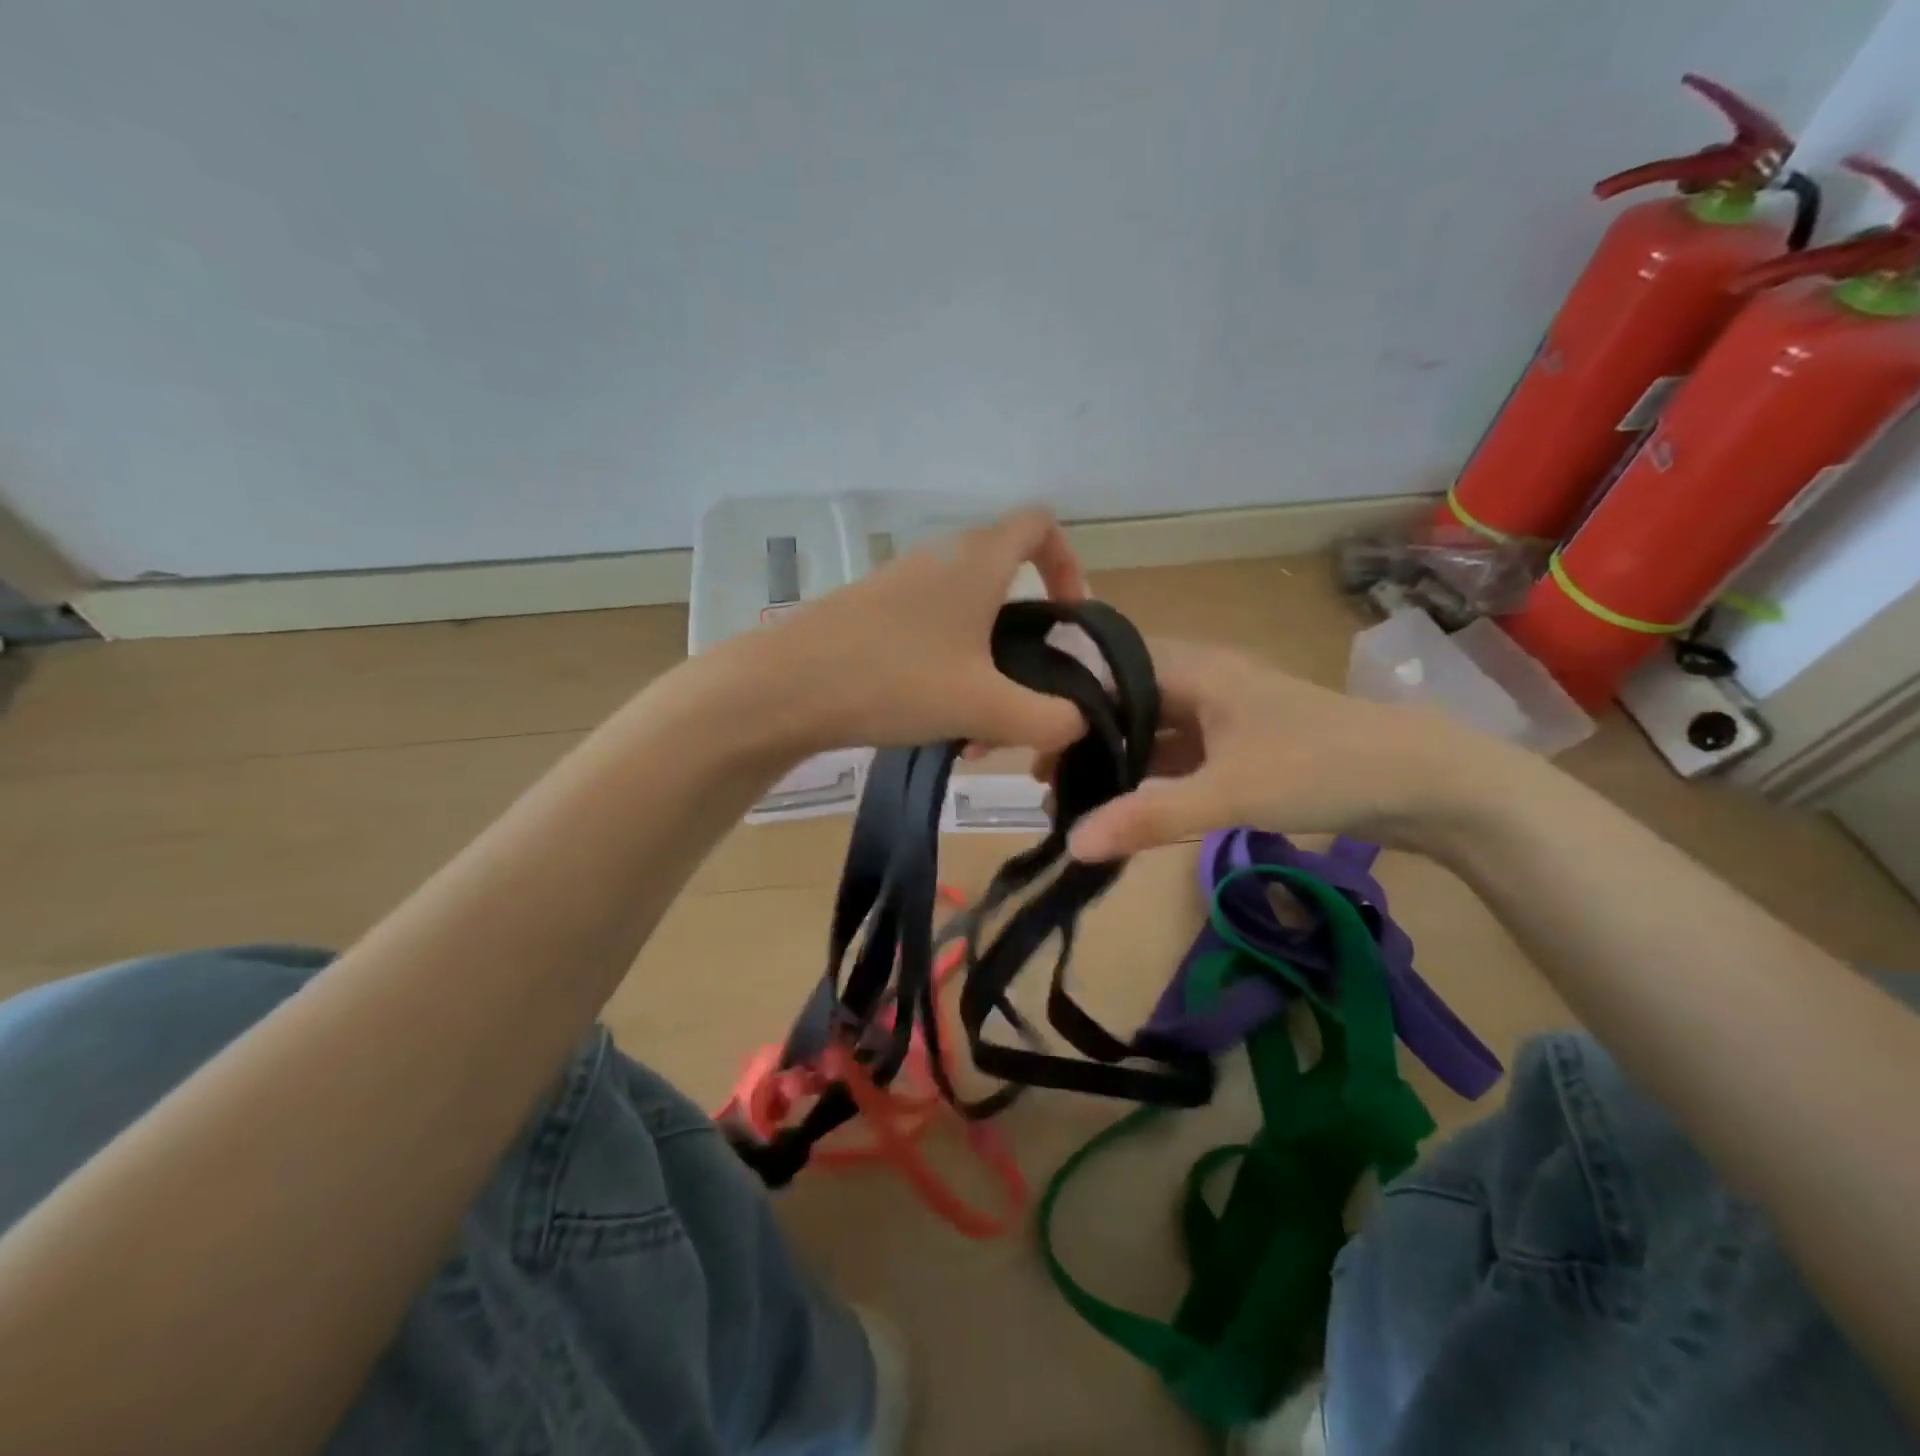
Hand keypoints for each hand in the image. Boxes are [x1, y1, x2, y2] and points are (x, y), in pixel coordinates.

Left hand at [755, 506, 1091, 753]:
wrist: (784, 688)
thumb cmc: (895, 681)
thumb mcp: (986, 708)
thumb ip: (1050, 718)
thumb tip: (1080, 719)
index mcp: (977, 562)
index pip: (1039, 524)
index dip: (1068, 563)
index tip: (1069, 617)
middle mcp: (939, 561)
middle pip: (1005, 588)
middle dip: (1026, 646)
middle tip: (1024, 698)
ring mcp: (899, 587)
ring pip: (967, 624)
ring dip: (985, 673)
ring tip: (975, 732)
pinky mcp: (869, 616)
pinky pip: (930, 638)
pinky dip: (948, 675)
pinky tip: (934, 725)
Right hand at [1058, 638, 1517, 858]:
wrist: (1427, 782)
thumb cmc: (1319, 766)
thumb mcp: (1226, 793)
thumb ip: (1146, 817)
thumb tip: (1071, 844)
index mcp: (1195, 670)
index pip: (1111, 667)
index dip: (1067, 696)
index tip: (1026, 732)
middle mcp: (1205, 682)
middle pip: (1127, 701)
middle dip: (1085, 735)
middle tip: (1041, 775)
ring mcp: (1226, 715)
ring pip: (1154, 730)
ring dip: (1117, 758)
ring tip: (1069, 793)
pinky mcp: (1244, 745)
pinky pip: (1181, 754)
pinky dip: (1152, 775)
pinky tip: (1126, 803)